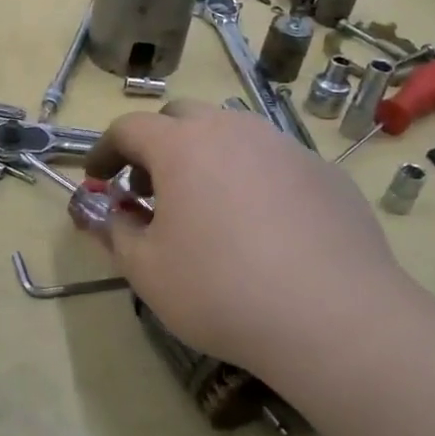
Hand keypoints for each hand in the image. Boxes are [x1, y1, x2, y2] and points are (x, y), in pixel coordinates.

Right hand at [85, 102, 417, 383]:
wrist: (335, 319)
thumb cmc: (220, 290)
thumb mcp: (146, 270)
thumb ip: (115, 232)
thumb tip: (106, 213)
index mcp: (181, 146)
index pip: (129, 127)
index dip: (105, 150)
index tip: (98, 176)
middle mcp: (233, 131)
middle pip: (182, 117)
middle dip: (157, 145)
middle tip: (151, 190)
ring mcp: (285, 147)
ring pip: (233, 135)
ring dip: (207, 158)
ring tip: (207, 208)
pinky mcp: (325, 174)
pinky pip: (274, 162)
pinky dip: (252, 179)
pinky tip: (263, 228)